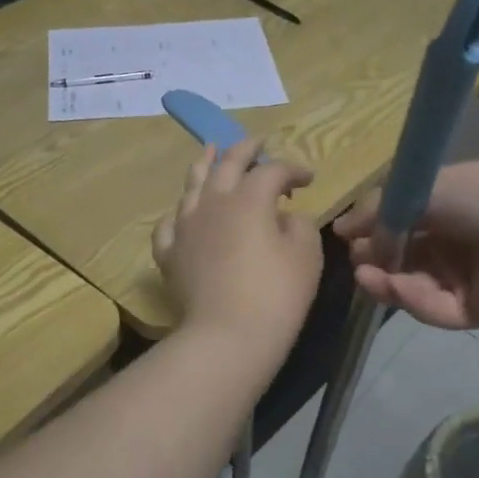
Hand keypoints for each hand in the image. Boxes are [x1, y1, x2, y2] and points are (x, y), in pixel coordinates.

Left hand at [153, 139, 322, 356]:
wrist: (228, 335)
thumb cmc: (276, 294)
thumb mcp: (306, 255)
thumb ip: (299, 225)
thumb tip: (285, 217)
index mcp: (249, 198)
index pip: (273, 170)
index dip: (293, 169)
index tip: (309, 179)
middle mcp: (213, 203)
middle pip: (227, 165)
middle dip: (245, 149)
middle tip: (256, 142)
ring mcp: (186, 227)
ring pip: (192, 186)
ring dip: (204, 165)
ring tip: (209, 152)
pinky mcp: (171, 254)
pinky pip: (170, 225)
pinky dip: (179, 215)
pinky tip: (183, 215)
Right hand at [334, 160, 478, 329]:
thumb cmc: (472, 195)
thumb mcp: (415, 193)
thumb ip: (375, 212)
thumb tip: (338, 229)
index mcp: (444, 214)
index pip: (400, 230)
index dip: (374, 236)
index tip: (350, 241)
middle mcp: (451, 247)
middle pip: (403, 263)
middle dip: (376, 263)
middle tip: (358, 263)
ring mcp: (462, 281)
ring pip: (413, 289)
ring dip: (388, 283)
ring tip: (368, 277)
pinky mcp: (472, 311)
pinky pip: (435, 309)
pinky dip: (414, 299)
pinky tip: (396, 287)